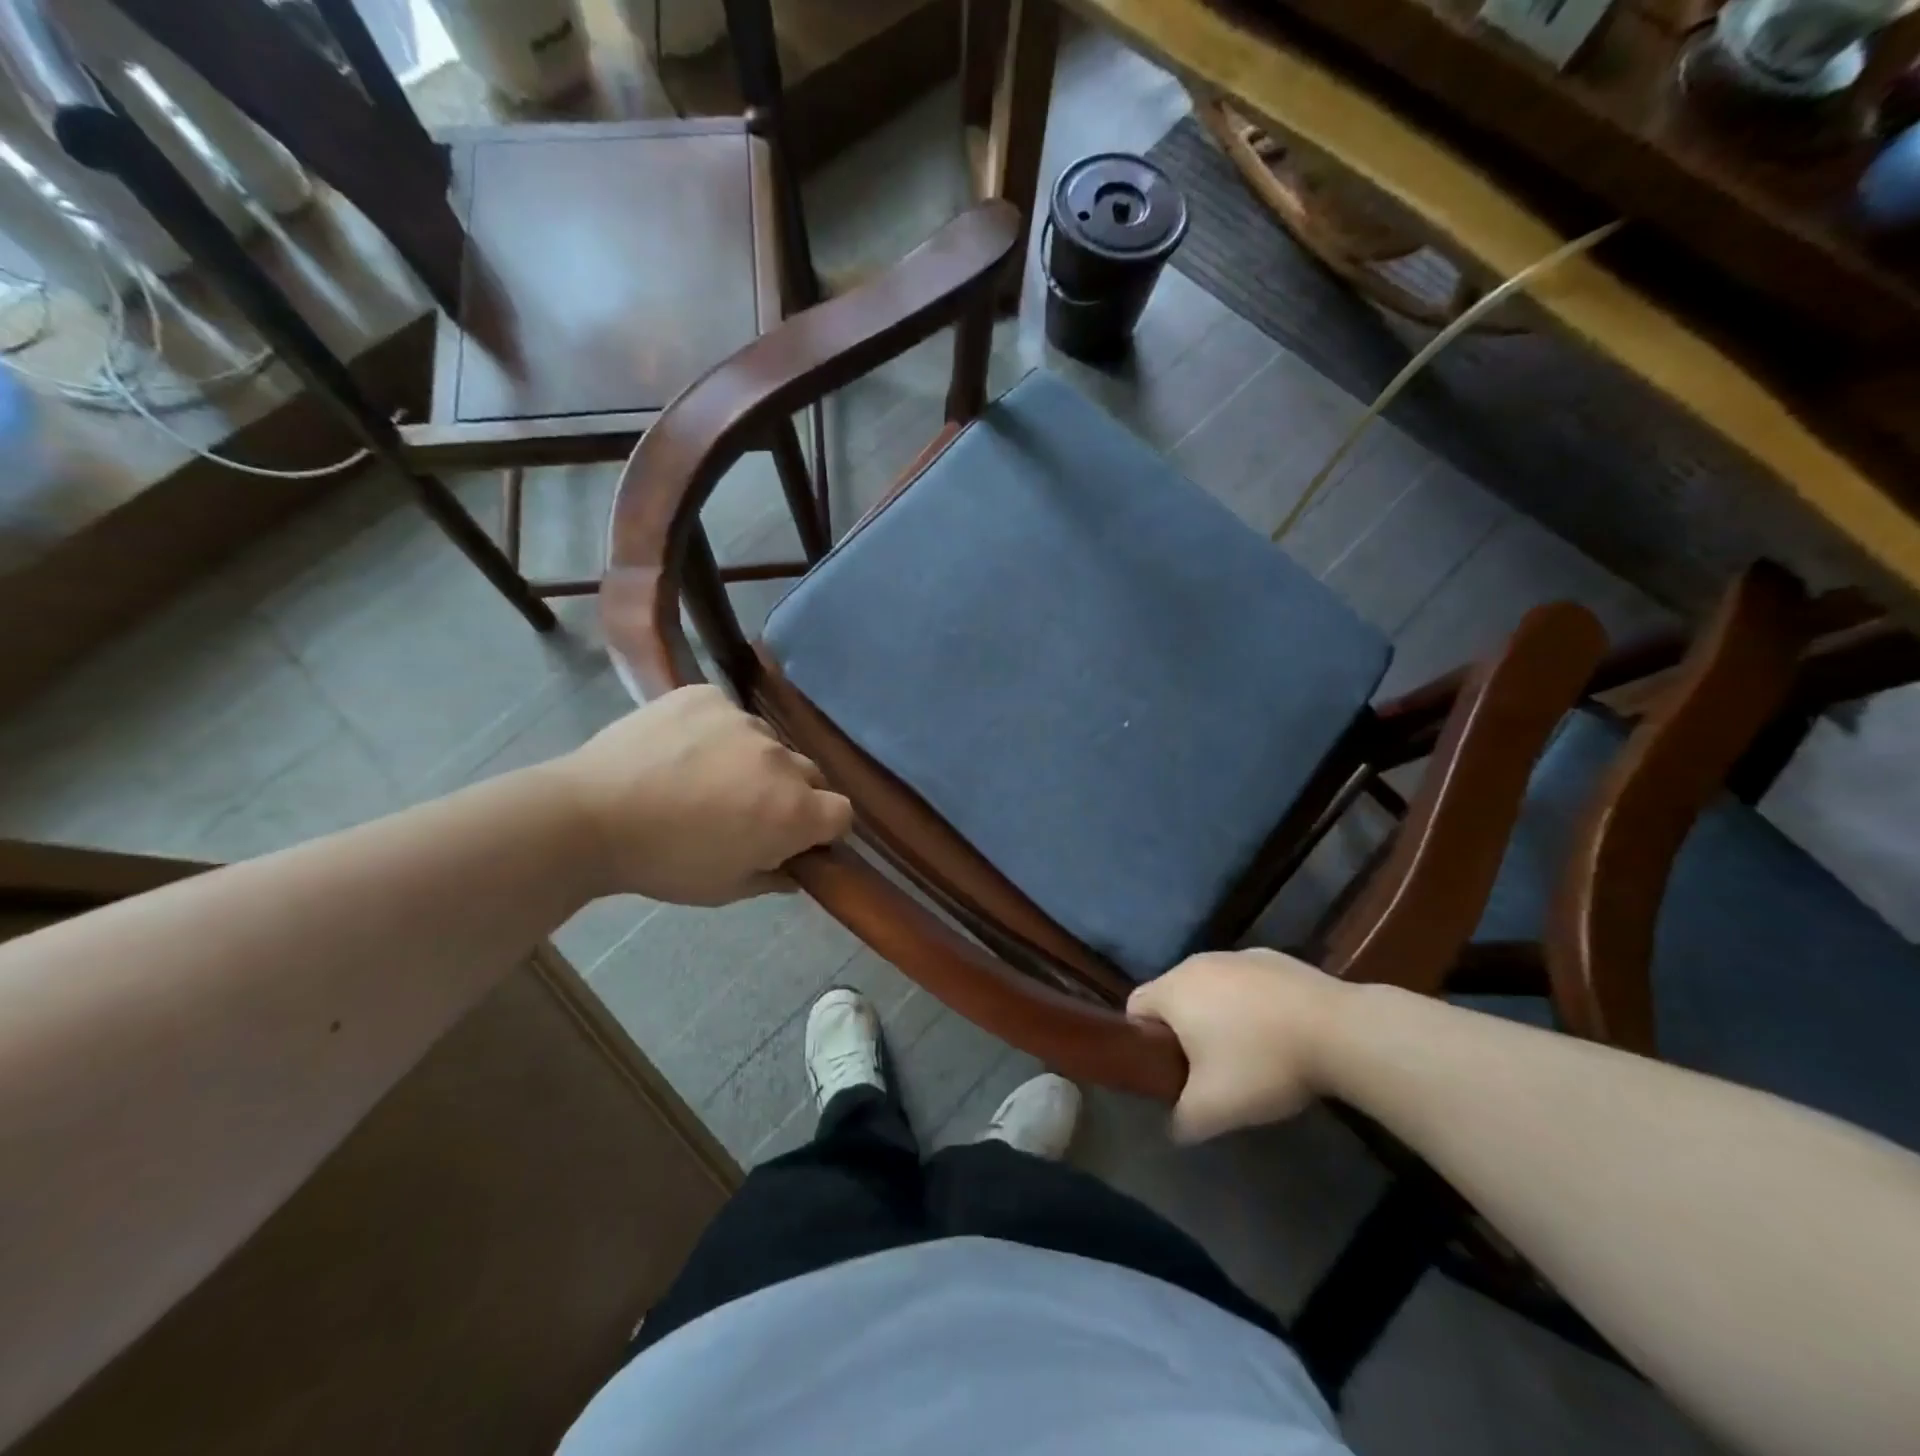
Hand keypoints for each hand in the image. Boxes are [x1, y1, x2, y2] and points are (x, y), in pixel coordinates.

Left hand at [548, 685, 852, 905]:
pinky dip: (716, 731)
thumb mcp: (725, 889)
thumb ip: (774, 877)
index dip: (824, 827)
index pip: (842, 812)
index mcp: (793, 811)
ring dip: (753, 761)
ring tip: (704, 776)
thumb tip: (796, 869)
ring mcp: (744, 720)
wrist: (589, 816)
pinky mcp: (707, 696)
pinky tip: (682, 749)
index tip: (796, 838)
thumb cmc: (663, 863)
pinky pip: (728, 714)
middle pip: (810, 774)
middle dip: (791, 793)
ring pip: (767, 743)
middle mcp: (781, 759)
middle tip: (746, 809)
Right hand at [1127, 949, 1346, 1141]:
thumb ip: (1183, 1120)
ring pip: (1211, 987)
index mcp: (1172, 990)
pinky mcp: (1272, 957)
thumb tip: (1175, 1128)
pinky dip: (1251, 1003)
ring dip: (1218, 1015)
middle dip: (1183, 1029)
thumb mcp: (1214, 1108)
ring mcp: (1236, 956)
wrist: (1337, 1029)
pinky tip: (1279, 1033)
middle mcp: (1196, 963)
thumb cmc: (1262, 1063)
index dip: (1143, 1040)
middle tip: (1207, 1069)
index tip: (1167, 1069)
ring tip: (1248, 1053)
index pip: (1135, 1007)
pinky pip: (1246, 982)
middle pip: (1173, 995)